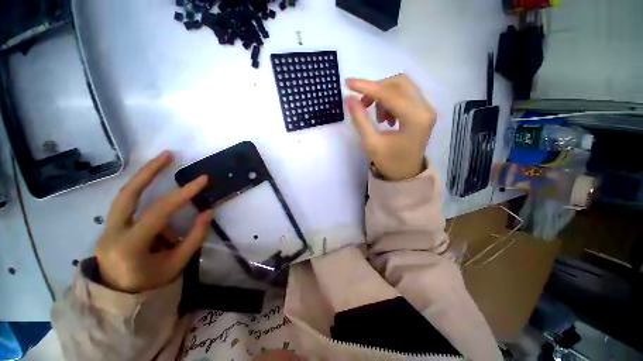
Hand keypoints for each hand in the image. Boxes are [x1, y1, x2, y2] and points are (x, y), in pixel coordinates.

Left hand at [95, 151, 214, 292]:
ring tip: (164, 177)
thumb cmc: (151, 285)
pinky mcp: (108, 228)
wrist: (119, 301)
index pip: (159, 212)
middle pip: (127, 194)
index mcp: (129, 247)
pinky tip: (161, 226)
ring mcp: (105, 230)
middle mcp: (111, 234)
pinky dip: (147, 206)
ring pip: (125, 198)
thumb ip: (195, 236)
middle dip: (148, 171)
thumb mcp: (177, 264)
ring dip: (146, 182)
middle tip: (168, 155)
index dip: (183, 194)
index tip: (202, 179)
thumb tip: (208, 211)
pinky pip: (129, 209)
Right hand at [347, 74, 436, 180]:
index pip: (390, 94)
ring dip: (383, 95)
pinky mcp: (422, 111)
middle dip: (376, 89)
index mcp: (415, 119)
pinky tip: (385, 117)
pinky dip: (390, 100)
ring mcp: (426, 108)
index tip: (348, 84)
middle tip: (362, 103)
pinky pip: (405, 94)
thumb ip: (360, 119)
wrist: (405, 173)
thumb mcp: (371, 143)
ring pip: (402, 86)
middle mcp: (425, 108)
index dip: (367, 87)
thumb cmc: (388, 162)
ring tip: (375, 116)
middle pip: (399, 83)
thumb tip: (349, 98)